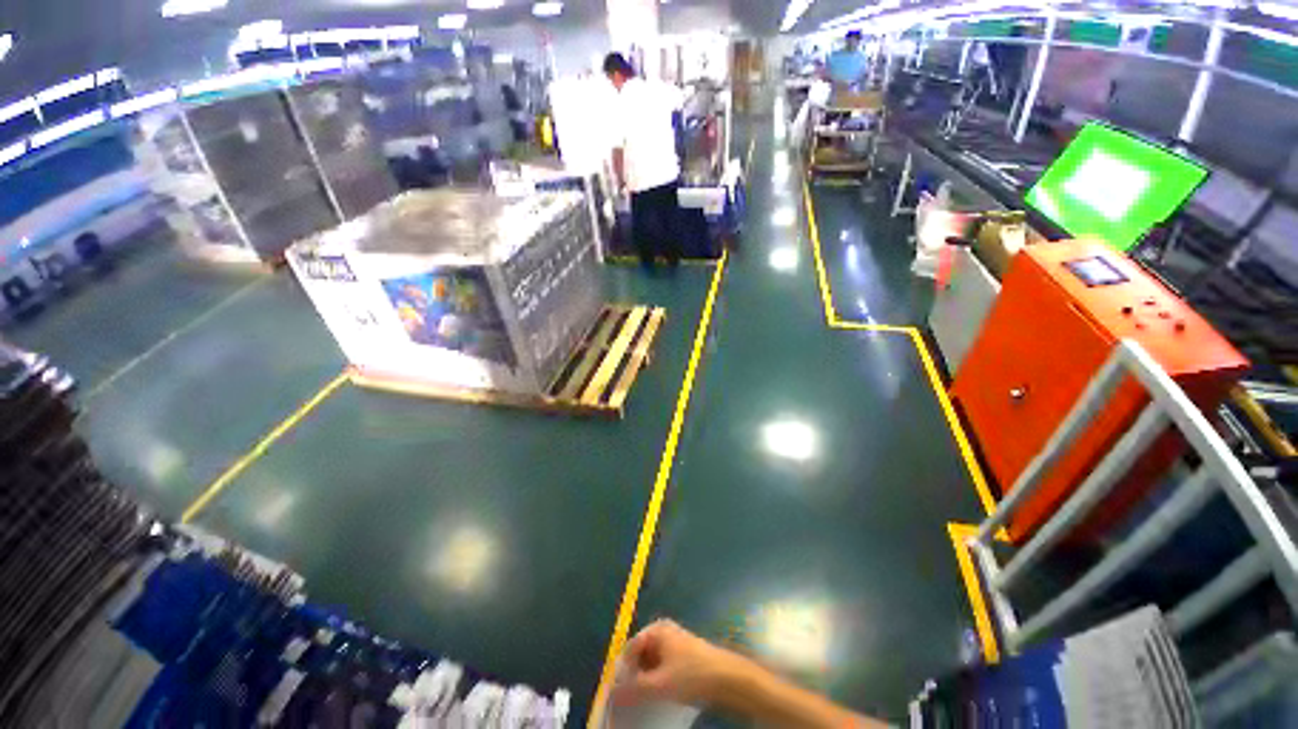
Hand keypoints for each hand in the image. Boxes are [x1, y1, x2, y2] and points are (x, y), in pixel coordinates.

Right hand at [612, 620, 744, 707]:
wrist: (726, 677)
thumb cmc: (690, 674)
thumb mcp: (658, 684)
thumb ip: (633, 689)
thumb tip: (611, 695)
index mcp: (656, 630)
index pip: (630, 649)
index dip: (623, 671)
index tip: (620, 694)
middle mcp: (663, 631)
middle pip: (640, 654)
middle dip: (635, 676)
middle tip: (633, 698)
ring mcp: (674, 642)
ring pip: (651, 662)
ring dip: (646, 679)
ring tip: (645, 699)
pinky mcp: (683, 654)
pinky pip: (663, 666)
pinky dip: (658, 679)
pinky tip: (660, 695)